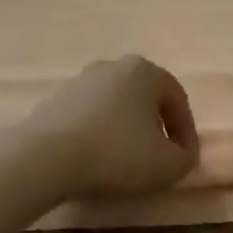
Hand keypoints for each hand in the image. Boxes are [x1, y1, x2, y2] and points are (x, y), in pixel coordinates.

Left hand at [24, 56, 200, 199]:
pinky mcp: (53, 102)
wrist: (45, 158)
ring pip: (115, 108)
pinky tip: (95, 161)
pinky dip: (98, 137)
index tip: (185, 161)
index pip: (177, 99)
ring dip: (125, 133)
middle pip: (144, 100)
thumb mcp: (168, 165)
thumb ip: (186, 158)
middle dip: (155, 129)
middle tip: (158, 160)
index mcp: (143, 71)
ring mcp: (78, 82)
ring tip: (125, 165)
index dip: (187, 133)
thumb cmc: (117, 154)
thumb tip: (180, 154)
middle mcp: (111, 67)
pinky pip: (88, 119)